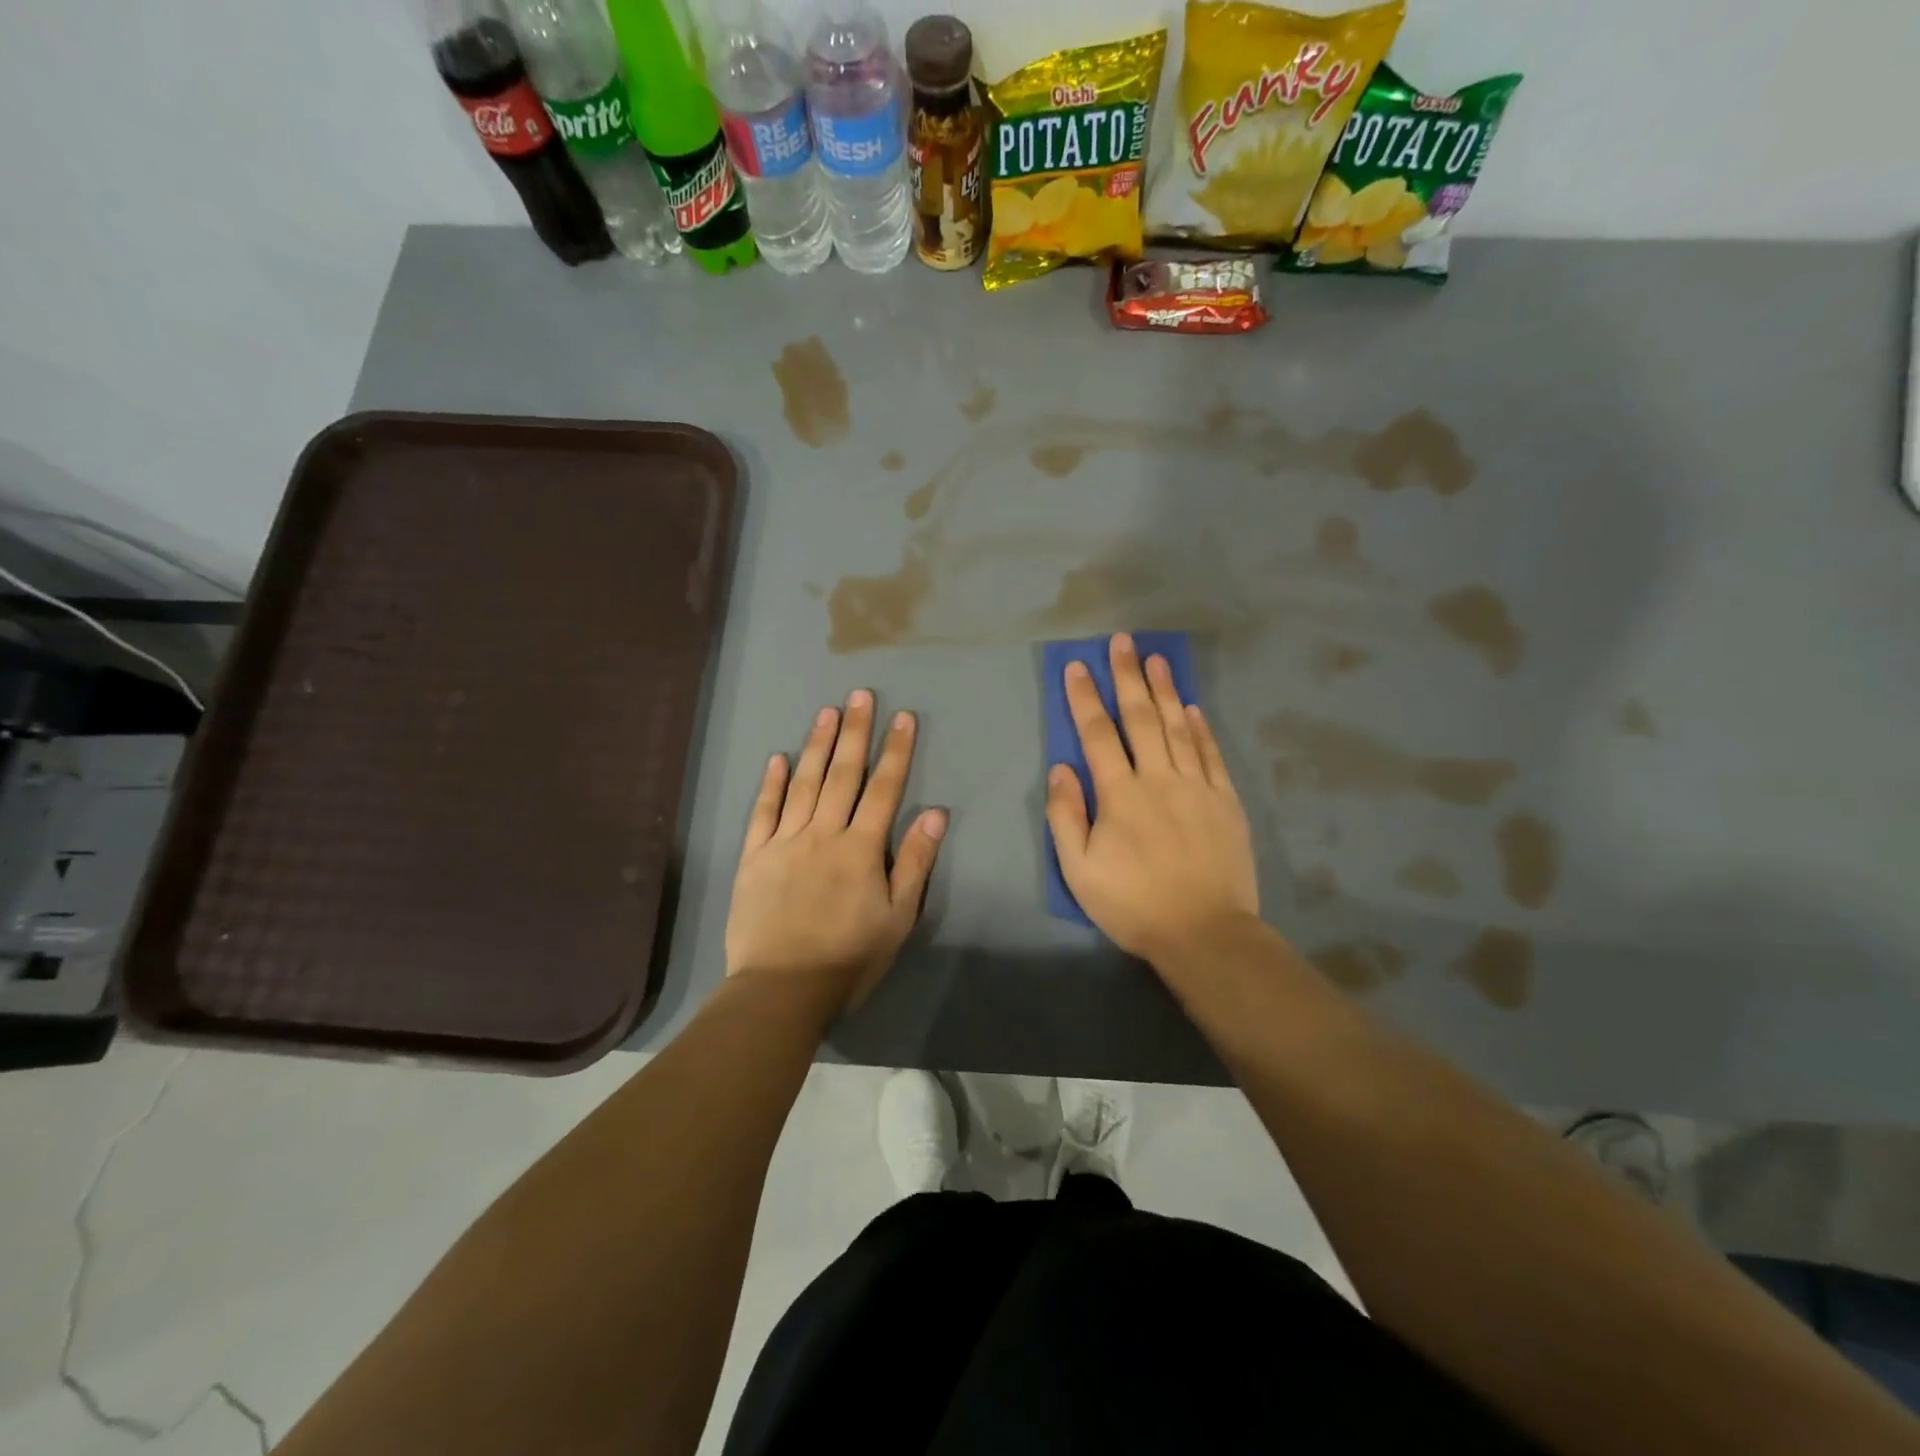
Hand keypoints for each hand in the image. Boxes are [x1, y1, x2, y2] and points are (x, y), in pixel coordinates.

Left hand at [726, 690, 946, 1014]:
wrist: (782, 989)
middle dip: (854, 732)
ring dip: (816, 745)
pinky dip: (770, 784)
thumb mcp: (897, 917)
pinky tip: (776, 758)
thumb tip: (936, 812)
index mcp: (860, 848)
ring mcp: (784, 842)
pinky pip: (762, 812)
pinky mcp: (754, 858)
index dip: (895, 750)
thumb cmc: (849, 958)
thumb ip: (915, 862)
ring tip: (826, 712)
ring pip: (802, 784)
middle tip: (859, 695)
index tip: (903, 717)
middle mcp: (823, 834)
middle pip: (842, 774)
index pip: (883, 788)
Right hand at [1046, 634, 1258, 965]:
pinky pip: (1211, 755)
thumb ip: (1066, 816)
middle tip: (1122, 642)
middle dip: (1128, 677)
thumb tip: (1061, 768)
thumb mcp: (1080, 870)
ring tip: (1157, 658)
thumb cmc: (1133, 904)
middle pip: (1141, 717)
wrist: (1205, 932)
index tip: (1076, 666)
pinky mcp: (1225, 801)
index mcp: (1120, 794)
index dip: (1084, 697)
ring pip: (1179, 727)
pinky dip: (1202, 728)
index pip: (1098, 733)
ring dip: (1166, 690)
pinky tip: (1194, 708)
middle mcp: (1159, 778)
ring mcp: (1197, 787)